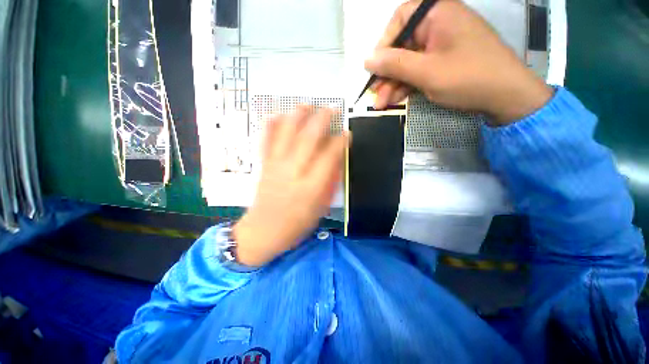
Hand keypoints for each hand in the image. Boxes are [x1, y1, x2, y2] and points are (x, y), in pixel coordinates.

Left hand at [232, 107, 349, 266]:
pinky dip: (271, 125)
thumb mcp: (320, 208)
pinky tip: (277, 114)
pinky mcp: (264, 165)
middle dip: (322, 120)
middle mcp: (294, 172)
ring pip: (286, 134)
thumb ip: (329, 182)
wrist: (263, 231)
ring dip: (298, 116)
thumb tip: (335, 159)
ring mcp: (276, 166)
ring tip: (307, 105)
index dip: (340, 141)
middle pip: (308, 138)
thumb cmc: (296, 224)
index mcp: (311, 187)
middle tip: (331, 109)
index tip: (347, 133)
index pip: (329, 156)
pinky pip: (266, 141)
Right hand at [364, 0, 552, 124]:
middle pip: (402, 45)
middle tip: (375, 95)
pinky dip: (407, 85)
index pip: (400, 19)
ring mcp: (442, 45)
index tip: (374, 67)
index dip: (384, 43)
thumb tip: (367, 59)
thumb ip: (394, 64)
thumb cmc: (468, 77)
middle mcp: (439, 25)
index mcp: (438, 14)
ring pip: (409, 62)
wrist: (506, 97)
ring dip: (394, 84)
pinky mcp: (444, 62)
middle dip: (387, 73)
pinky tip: (395, 100)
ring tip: (381, 104)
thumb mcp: (426, 72)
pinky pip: (419, 70)